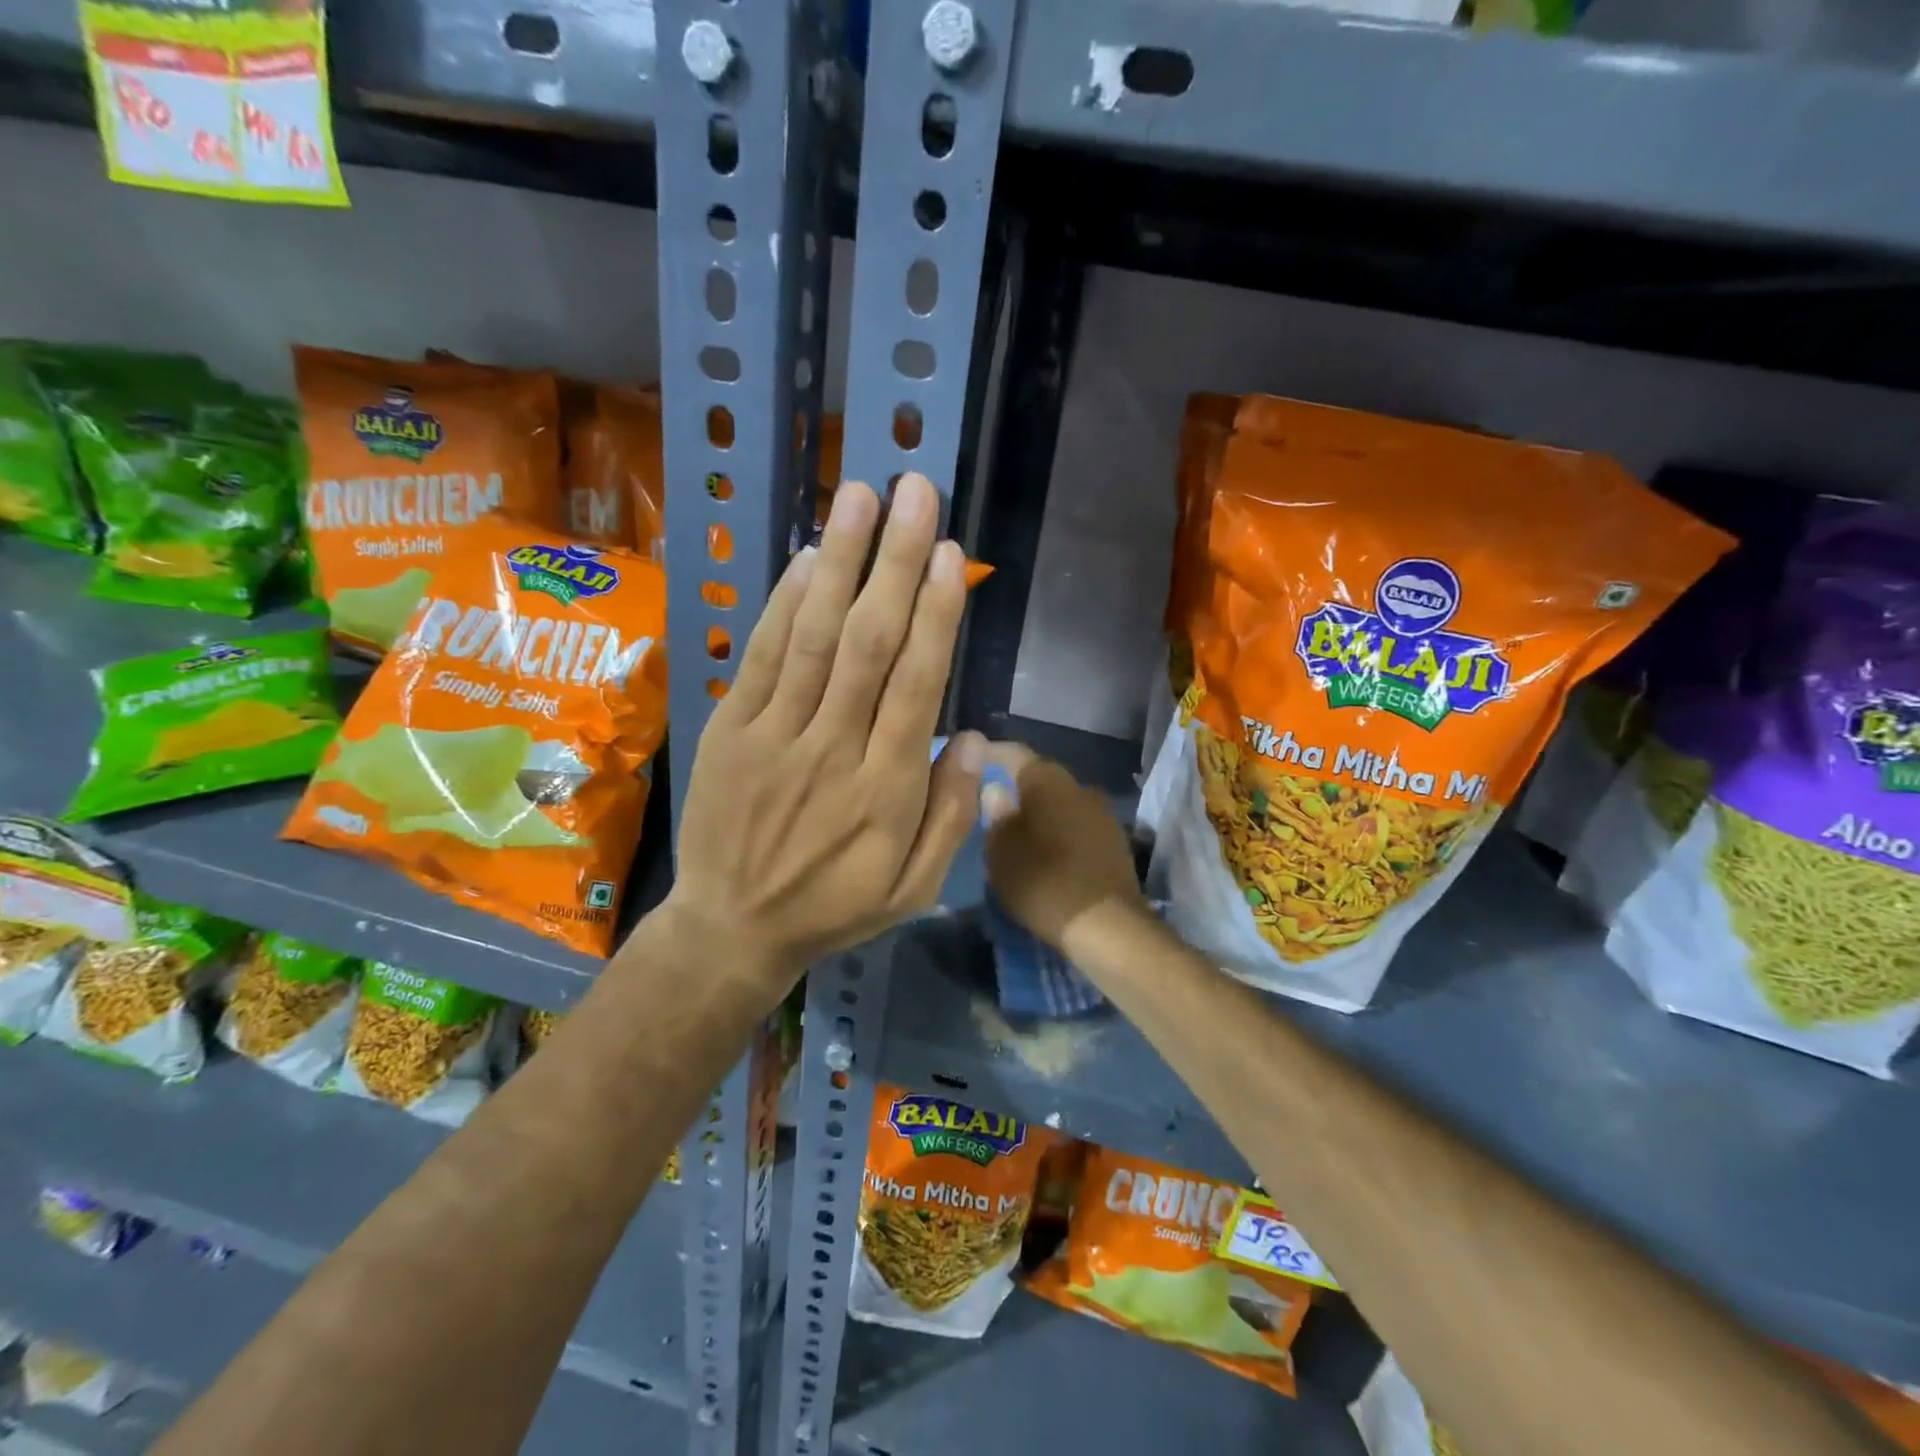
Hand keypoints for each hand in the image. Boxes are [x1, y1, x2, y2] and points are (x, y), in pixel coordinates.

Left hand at [661, 474, 984, 999]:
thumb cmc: (834, 907)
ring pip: (815, 637)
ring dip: (840, 562)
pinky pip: (762, 658)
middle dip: (895, 562)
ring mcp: (774, 736)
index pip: (917, 685)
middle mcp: (833, 751)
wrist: (731, 929)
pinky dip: (786, 604)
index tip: (951, 554)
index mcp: (886, 790)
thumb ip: (952, 816)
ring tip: (862, 496)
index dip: (936, 614)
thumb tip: (976, 737)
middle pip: (869, 644)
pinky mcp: (730, 730)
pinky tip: (809, 558)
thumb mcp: (914, 889)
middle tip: (915, 493)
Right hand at [982, 745, 1146, 955]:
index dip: (990, 755)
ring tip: (1018, 834)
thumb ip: (995, 815)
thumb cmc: (1042, 880)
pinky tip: (1047, 854)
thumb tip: (996, 790)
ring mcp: (1103, 814)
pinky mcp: (1117, 842)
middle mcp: (1079, 786)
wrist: (1107, 926)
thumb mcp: (1001, 851)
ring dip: (1041, 814)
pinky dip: (1060, 834)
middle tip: (991, 807)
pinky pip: (1078, 827)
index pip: (1013, 753)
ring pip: (1062, 804)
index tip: (971, 763)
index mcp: (1048, 779)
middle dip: (1017, 789)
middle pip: (1041, 778)